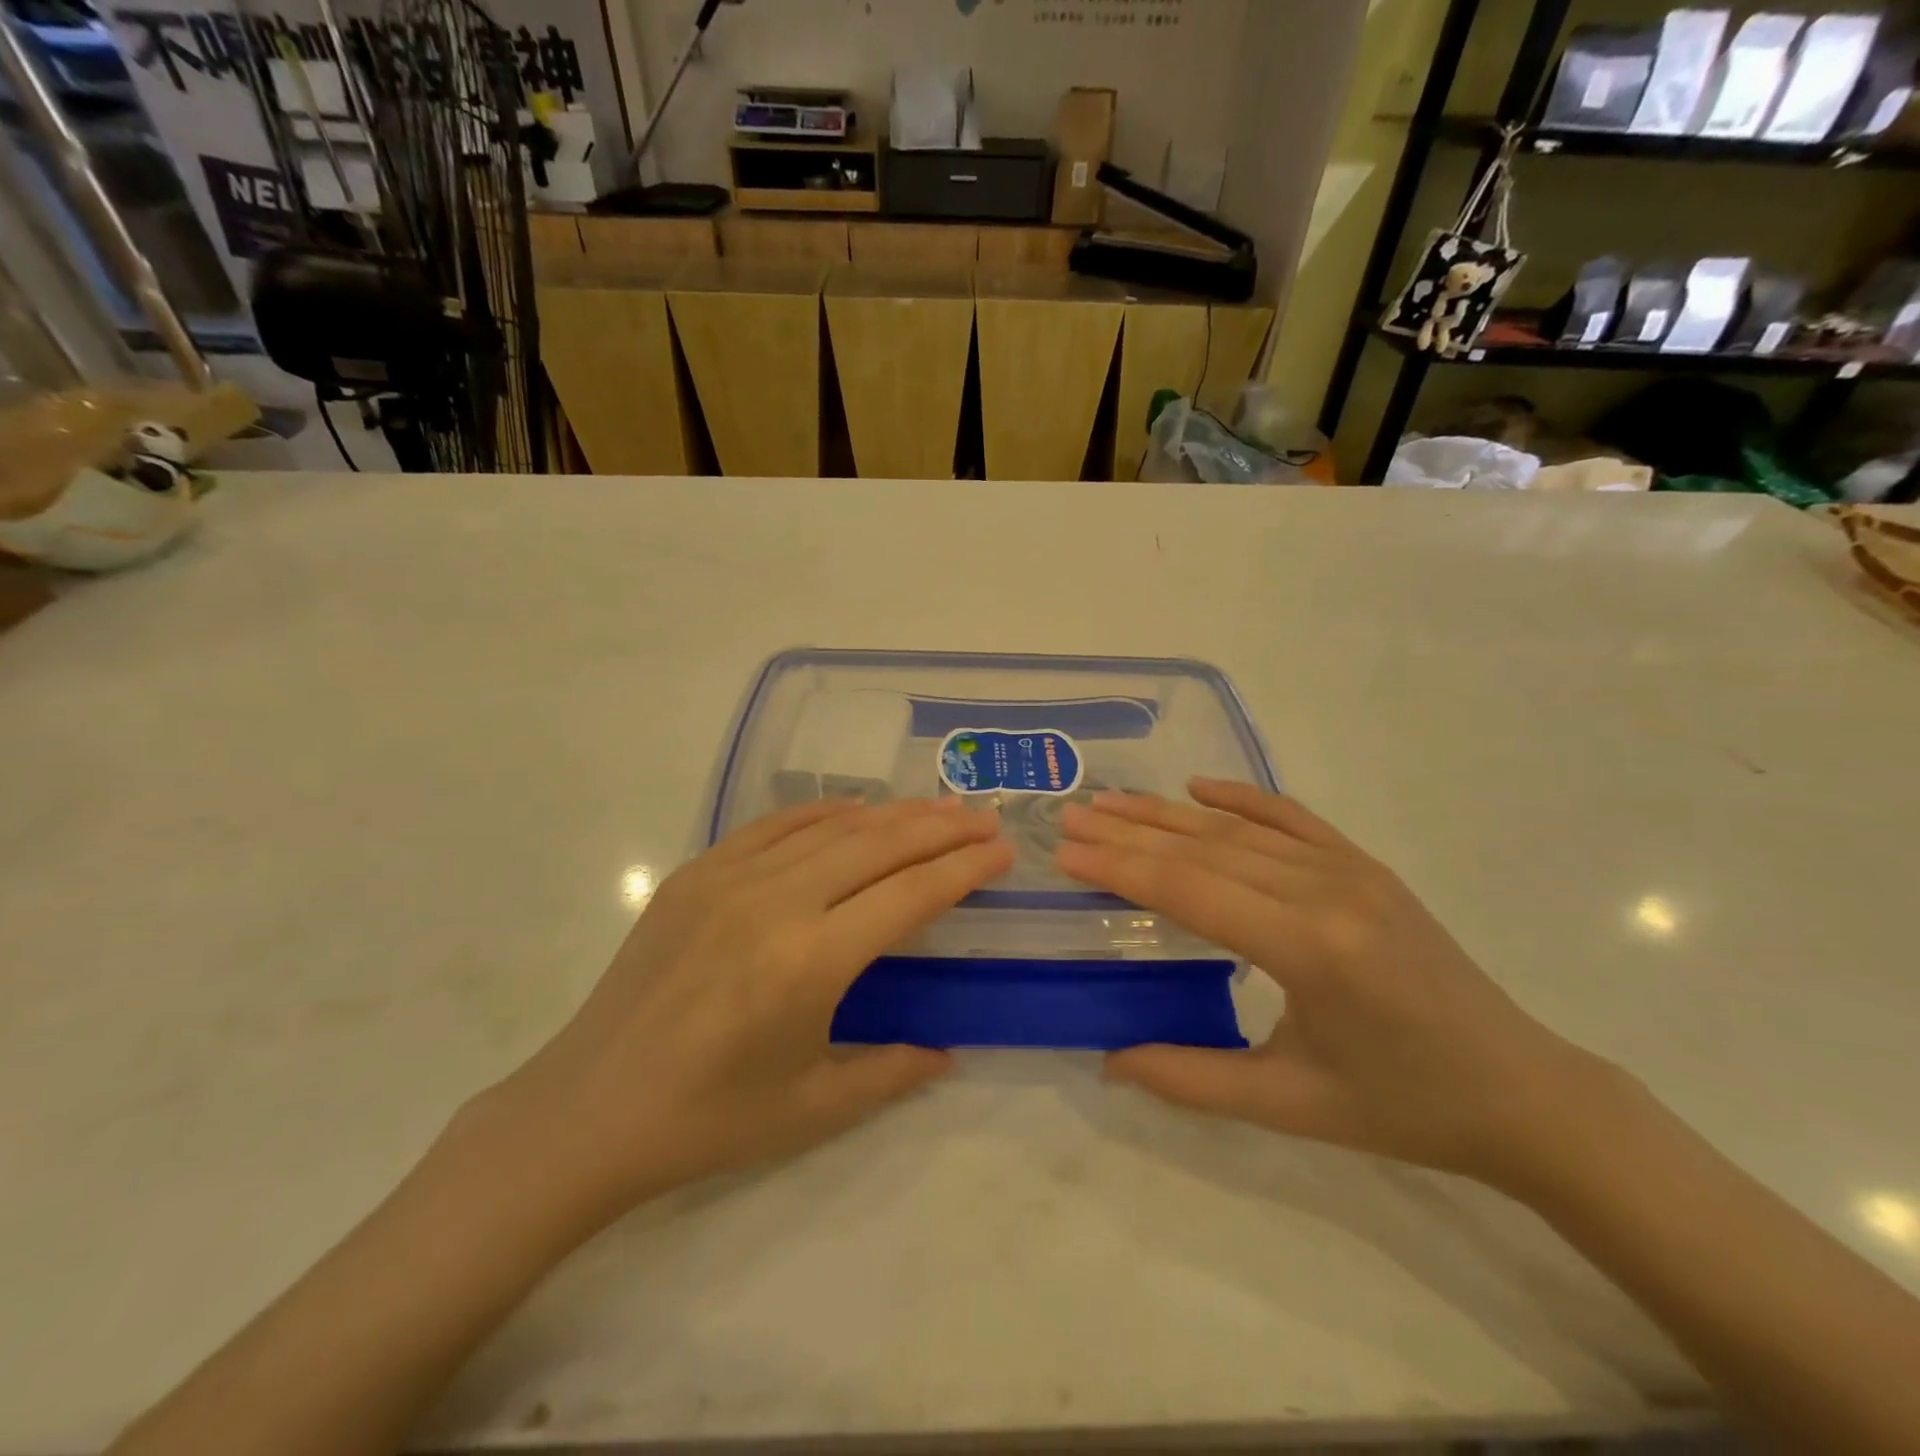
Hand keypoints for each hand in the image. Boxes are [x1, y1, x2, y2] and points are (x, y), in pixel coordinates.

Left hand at [484, 798, 1013, 1223]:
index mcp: (809, 963)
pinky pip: (773, 826)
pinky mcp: (695, 874)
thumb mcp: (813, 1109)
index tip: (1001, 851)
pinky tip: (854, 811)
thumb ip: (892, 1073)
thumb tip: (948, 1051)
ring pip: (830, 828)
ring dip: (890, 815)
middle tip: (982, 819)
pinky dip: (822, 813)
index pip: (909, 895)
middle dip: (939, 828)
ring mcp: (728, 879)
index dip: (962, 868)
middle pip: (877, 846)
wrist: (587, 1110)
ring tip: (935, 809)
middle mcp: (774, 904)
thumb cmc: (707, 1121)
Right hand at [1055, 780, 1604, 1187]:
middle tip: (1071, 816)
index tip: (1066, 853)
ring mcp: (1352, 871)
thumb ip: (1192, 1080)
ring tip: (1110, 801)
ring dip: (1168, 813)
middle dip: (1128, 832)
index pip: (1190, 892)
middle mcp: (1327, 892)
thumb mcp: (1289, 1104)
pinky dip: (1242, 798)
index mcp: (1309, 950)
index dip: (1120, 869)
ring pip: (1240, 829)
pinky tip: (1198, 787)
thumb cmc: (1402, 1106)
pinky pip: (1293, 818)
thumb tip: (1110, 1060)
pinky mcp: (1367, 867)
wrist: (1521, 1091)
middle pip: (1204, 850)